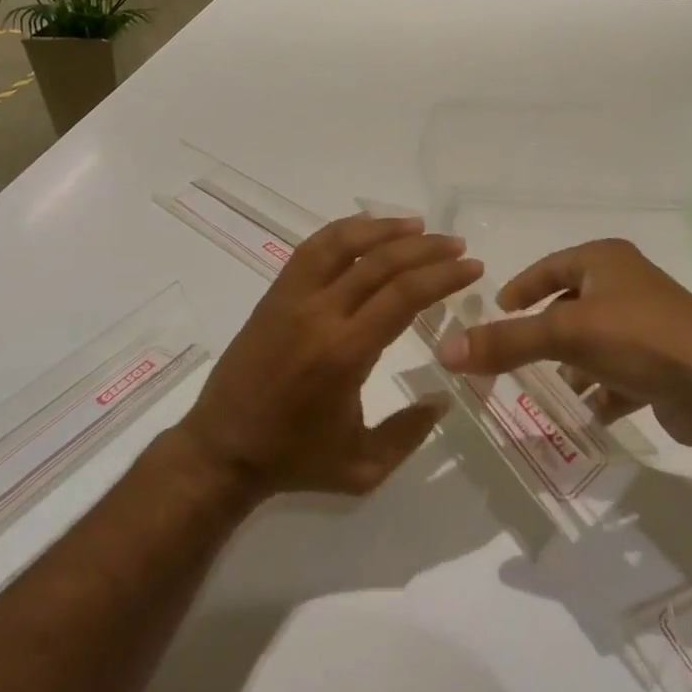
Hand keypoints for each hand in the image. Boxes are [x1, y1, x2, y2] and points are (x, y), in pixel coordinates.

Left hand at [177, 214, 482, 499]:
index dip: (442, 276)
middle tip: (456, 246)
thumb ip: (409, 434)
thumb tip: (444, 398)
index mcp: (345, 353)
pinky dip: (344, 230)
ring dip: (384, 229)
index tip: (471, 267)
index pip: (403, 296)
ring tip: (419, 225)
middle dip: (426, 249)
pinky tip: (368, 228)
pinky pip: (312, 249)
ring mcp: (292, 298)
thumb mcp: (362, 466)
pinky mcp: (275, 294)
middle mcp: (319, 314)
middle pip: (380, 263)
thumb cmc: (294, 459)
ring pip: (342, 243)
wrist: (220, 451)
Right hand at [438, 238, 691, 450]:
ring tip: (550, 388)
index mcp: (605, 261)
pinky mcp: (666, 362)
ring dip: (575, 364)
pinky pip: (622, 372)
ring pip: (598, 341)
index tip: (499, 310)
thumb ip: (506, 342)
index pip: (551, 266)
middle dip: (547, 332)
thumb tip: (445, 349)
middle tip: (516, 355)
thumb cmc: (639, 338)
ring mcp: (651, 323)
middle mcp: (629, 284)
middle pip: (574, 304)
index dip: (522, 287)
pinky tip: (590, 413)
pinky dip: (604, 391)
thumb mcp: (566, 334)